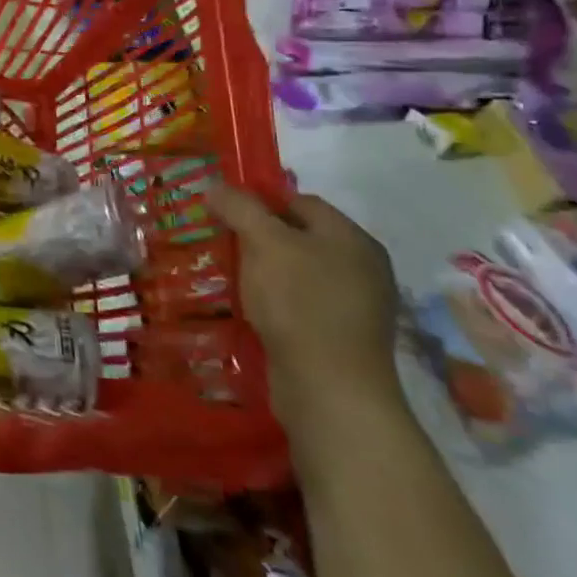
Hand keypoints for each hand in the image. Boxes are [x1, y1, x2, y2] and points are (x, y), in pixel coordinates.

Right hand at [206, 183, 402, 435]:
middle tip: (220, 242)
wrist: (330, 390)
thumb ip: (239, 207)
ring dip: (262, 272)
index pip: (299, 201)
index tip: (222, 212)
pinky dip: (274, 302)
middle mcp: (361, 267)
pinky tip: (248, 309)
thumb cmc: (300, 303)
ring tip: (227, 275)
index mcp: (352, 238)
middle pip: (298, 236)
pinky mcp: (340, 338)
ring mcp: (355, 306)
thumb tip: (215, 186)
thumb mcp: (263, 242)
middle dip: (256, 237)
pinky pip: (300, 305)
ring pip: (296, 272)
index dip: (258, 200)